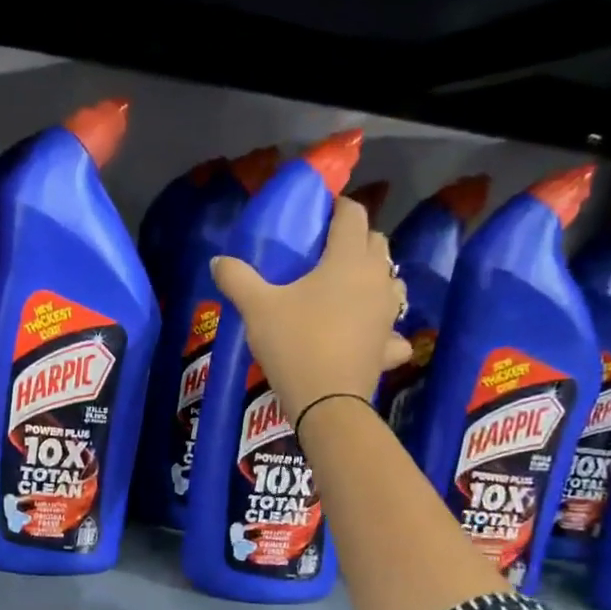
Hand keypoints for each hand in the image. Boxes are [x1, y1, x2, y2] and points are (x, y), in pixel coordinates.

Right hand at [211, 195, 410, 421]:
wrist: (326, 401)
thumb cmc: (294, 343)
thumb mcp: (257, 308)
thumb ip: (237, 278)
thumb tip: (217, 260)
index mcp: (348, 259)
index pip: (352, 215)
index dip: (338, 207)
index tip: (320, 213)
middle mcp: (377, 278)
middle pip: (376, 243)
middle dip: (355, 239)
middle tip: (326, 251)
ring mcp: (388, 313)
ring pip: (391, 281)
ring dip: (374, 278)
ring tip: (348, 289)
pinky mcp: (389, 345)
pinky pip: (393, 330)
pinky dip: (383, 329)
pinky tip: (368, 335)